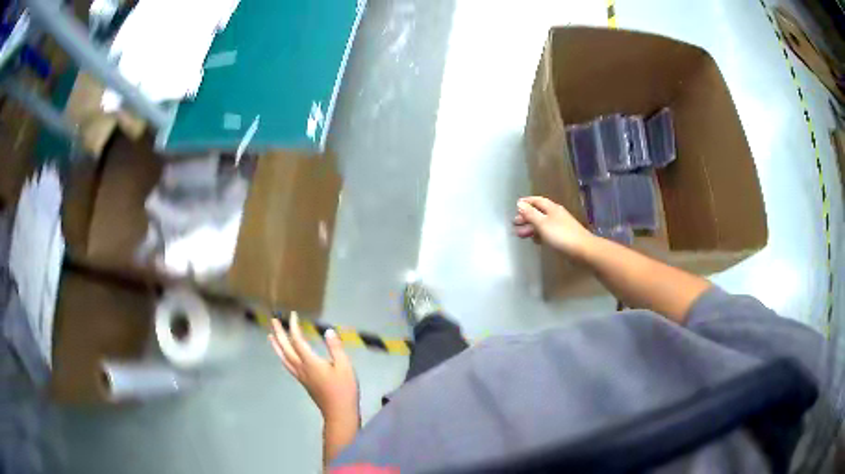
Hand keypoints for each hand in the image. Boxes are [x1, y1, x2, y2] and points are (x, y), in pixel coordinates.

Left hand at [269, 313, 358, 422]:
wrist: (339, 412)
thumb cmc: (344, 389)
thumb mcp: (344, 366)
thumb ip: (335, 348)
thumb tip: (328, 331)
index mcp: (310, 362)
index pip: (297, 341)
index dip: (294, 327)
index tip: (293, 315)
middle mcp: (301, 367)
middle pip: (286, 348)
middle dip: (279, 333)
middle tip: (273, 321)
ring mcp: (300, 376)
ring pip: (283, 358)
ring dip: (276, 346)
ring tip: (270, 336)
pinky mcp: (303, 382)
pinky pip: (287, 365)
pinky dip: (282, 356)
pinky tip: (283, 356)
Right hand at [513, 196, 594, 257]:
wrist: (583, 250)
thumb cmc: (561, 235)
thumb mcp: (542, 224)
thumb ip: (530, 214)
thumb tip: (519, 203)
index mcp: (551, 208)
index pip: (536, 200)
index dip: (526, 202)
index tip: (516, 205)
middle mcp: (556, 214)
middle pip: (538, 212)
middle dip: (526, 217)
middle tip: (515, 224)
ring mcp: (560, 225)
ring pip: (542, 223)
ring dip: (531, 227)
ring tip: (520, 235)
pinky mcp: (562, 236)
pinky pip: (547, 232)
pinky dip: (539, 234)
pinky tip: (535, 241)